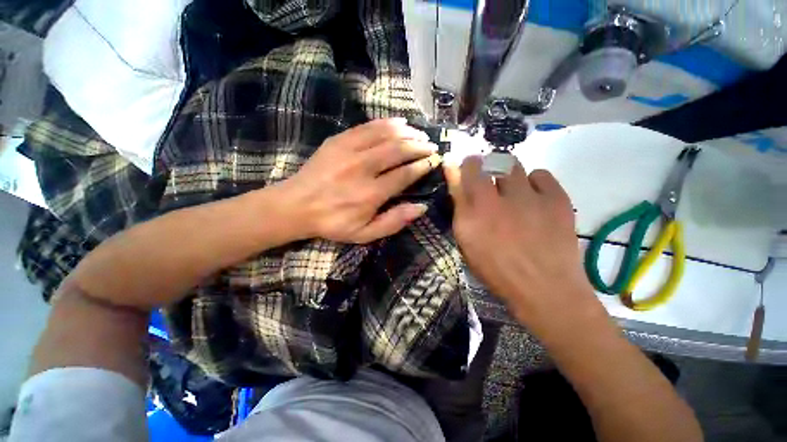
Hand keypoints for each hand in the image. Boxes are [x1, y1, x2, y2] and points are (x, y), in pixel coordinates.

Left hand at [283, 118, 440, 243]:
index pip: (405, 174)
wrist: (296, 206)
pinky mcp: (339, 140)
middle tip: (431, 146)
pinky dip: (387, 123)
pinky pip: (368, 126)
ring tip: (420, 133)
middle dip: (419, 146)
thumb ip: (394, 221)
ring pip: (385, 134)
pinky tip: (399, 123)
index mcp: (371, 194)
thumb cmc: (333, 222)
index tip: (433, 162)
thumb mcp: (365, 234)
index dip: (422, 166)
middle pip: (398, 150)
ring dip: (407, 132)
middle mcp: (363, 168)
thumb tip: (421, 207)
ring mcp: (349, 150)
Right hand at [444, 156, 597, 331]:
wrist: (545, 289)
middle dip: (488, 166)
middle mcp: (498, 200)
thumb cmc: (497, 270)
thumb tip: (453, 176)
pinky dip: (534, 182)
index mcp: (473, 214)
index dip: (468, 166)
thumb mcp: (468, 242)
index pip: (467, 173)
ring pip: (514, 165)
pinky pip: (541, 175)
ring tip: (512, 191)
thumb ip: (459, 208)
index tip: (470, 169)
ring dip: (508, 174)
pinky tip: (533, 198)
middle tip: (491, 181)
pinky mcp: (557, 200)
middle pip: (491, 163)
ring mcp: (529, 198)